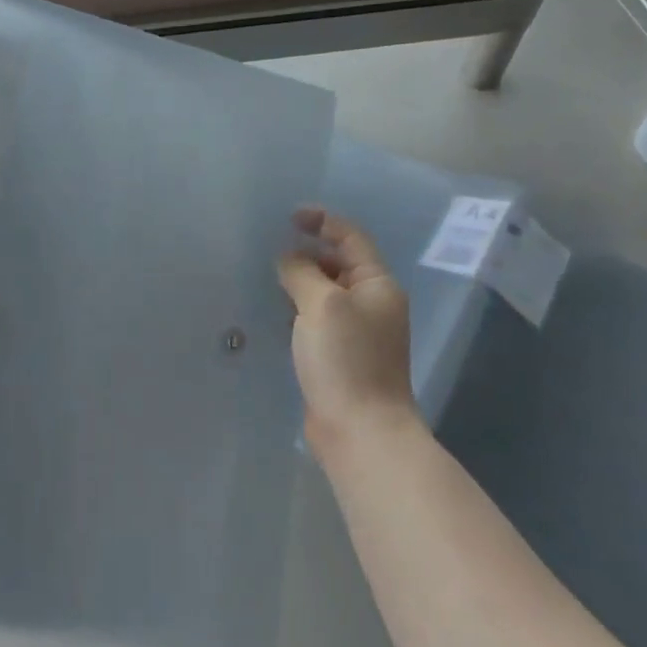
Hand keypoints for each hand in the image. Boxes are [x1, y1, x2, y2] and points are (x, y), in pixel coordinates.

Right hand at [277, 208, 421, 461]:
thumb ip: (302, 272)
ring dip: (301, 281)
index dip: (323, 221)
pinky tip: (276, 314)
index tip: (290, 218)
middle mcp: (372, 304)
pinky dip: (298, 310)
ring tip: (268, 278)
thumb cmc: (346, 359)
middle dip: (309, 252)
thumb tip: (289, 259)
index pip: (351, 238)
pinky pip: (317, 320)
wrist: (360, 429)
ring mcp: (357, 332)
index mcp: (377, 285)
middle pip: (339, 264)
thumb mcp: (321, 304)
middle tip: (272, 250)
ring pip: (326, 293)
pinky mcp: (340, 356)